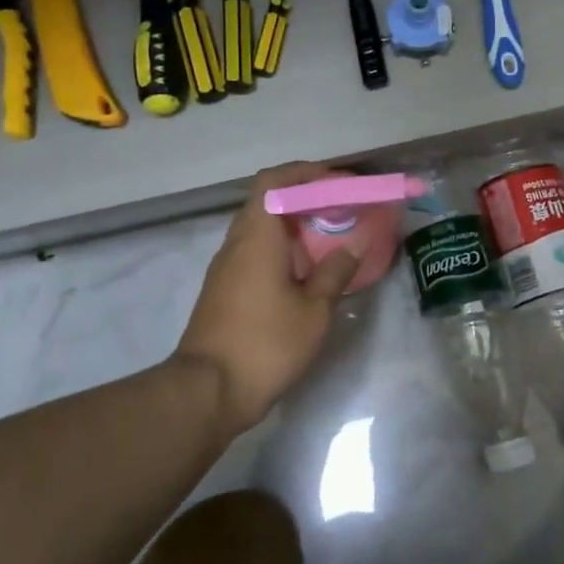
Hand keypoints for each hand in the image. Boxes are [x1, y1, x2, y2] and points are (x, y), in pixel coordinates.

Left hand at [174, 164, 363, 434]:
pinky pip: (254, 251)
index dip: (304, 172)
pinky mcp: (223, 290)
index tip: (335, 180)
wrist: (209, 392)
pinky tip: (304, 269)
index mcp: (257, 237)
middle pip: (266, 201)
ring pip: (259, 227)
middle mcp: (236, 244)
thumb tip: (354, 245)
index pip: (274, 182)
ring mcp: (225, 268)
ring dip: (291, 224)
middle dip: (303, 197)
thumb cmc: (266, 344)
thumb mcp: (314, 311)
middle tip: (338, 207)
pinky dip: (280, 247)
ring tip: (327, 235)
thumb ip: (335, 272)